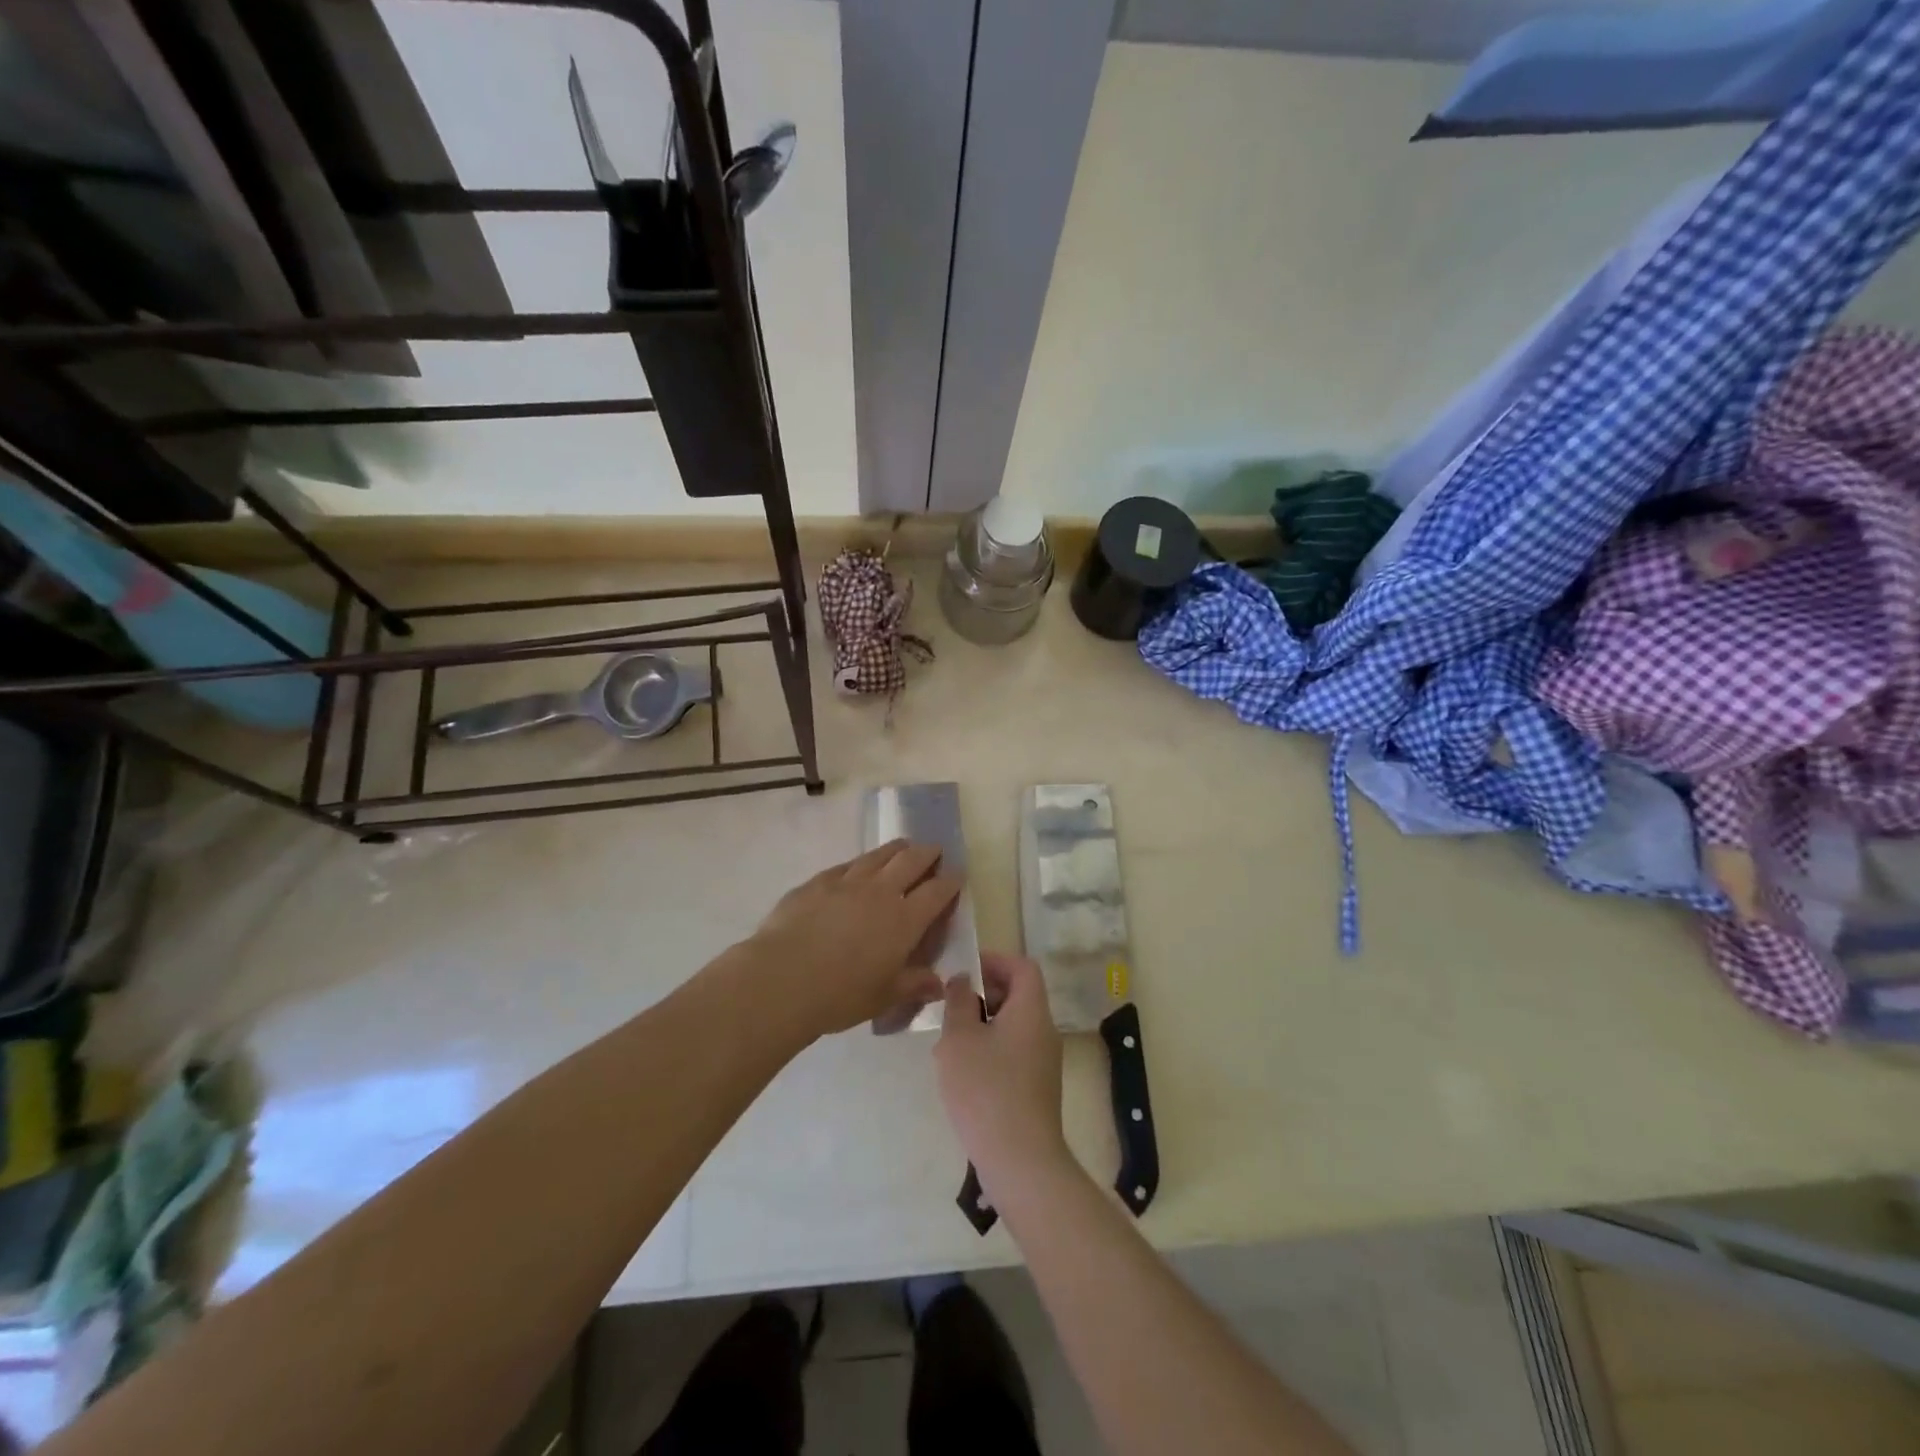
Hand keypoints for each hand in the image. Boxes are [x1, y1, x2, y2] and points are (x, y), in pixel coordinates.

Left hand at [744, 840, 961, 1040]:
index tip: (958, 875)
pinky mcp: (817, 882)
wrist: (781, 979)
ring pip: (878, 856)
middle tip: (935, 851)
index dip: (951, 881)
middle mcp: (880, 892)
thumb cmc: (840, 995)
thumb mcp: (884, 997)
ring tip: (903, 846)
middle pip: (911, 861)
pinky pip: (846, 865)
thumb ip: (914, 985)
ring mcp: (847, 882)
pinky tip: (858, 867)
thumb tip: (938, 984)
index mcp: (904, 920)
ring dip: (896, 849)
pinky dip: (860, 863)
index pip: (937, 891)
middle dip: (928, 853)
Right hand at [935, 951, 1069, 1191]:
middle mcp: (1043, 1031)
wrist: (1020, 1161)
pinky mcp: (1035, 1088)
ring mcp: (1042, 1062)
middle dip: (981, 995)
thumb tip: (963, 981)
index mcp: (1031, 1011)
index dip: (994, 961)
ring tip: (947, 1045)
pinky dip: (987, 1051)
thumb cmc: (986, 1089)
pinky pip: (1011, 1053)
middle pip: (1016, 995)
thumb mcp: (960, 1038)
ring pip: (1010, 1027)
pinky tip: (960, 1075)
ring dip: (979, 1026)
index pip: (1022, 967)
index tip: (963, 972)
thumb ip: (959, 1001)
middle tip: (949, 1009)